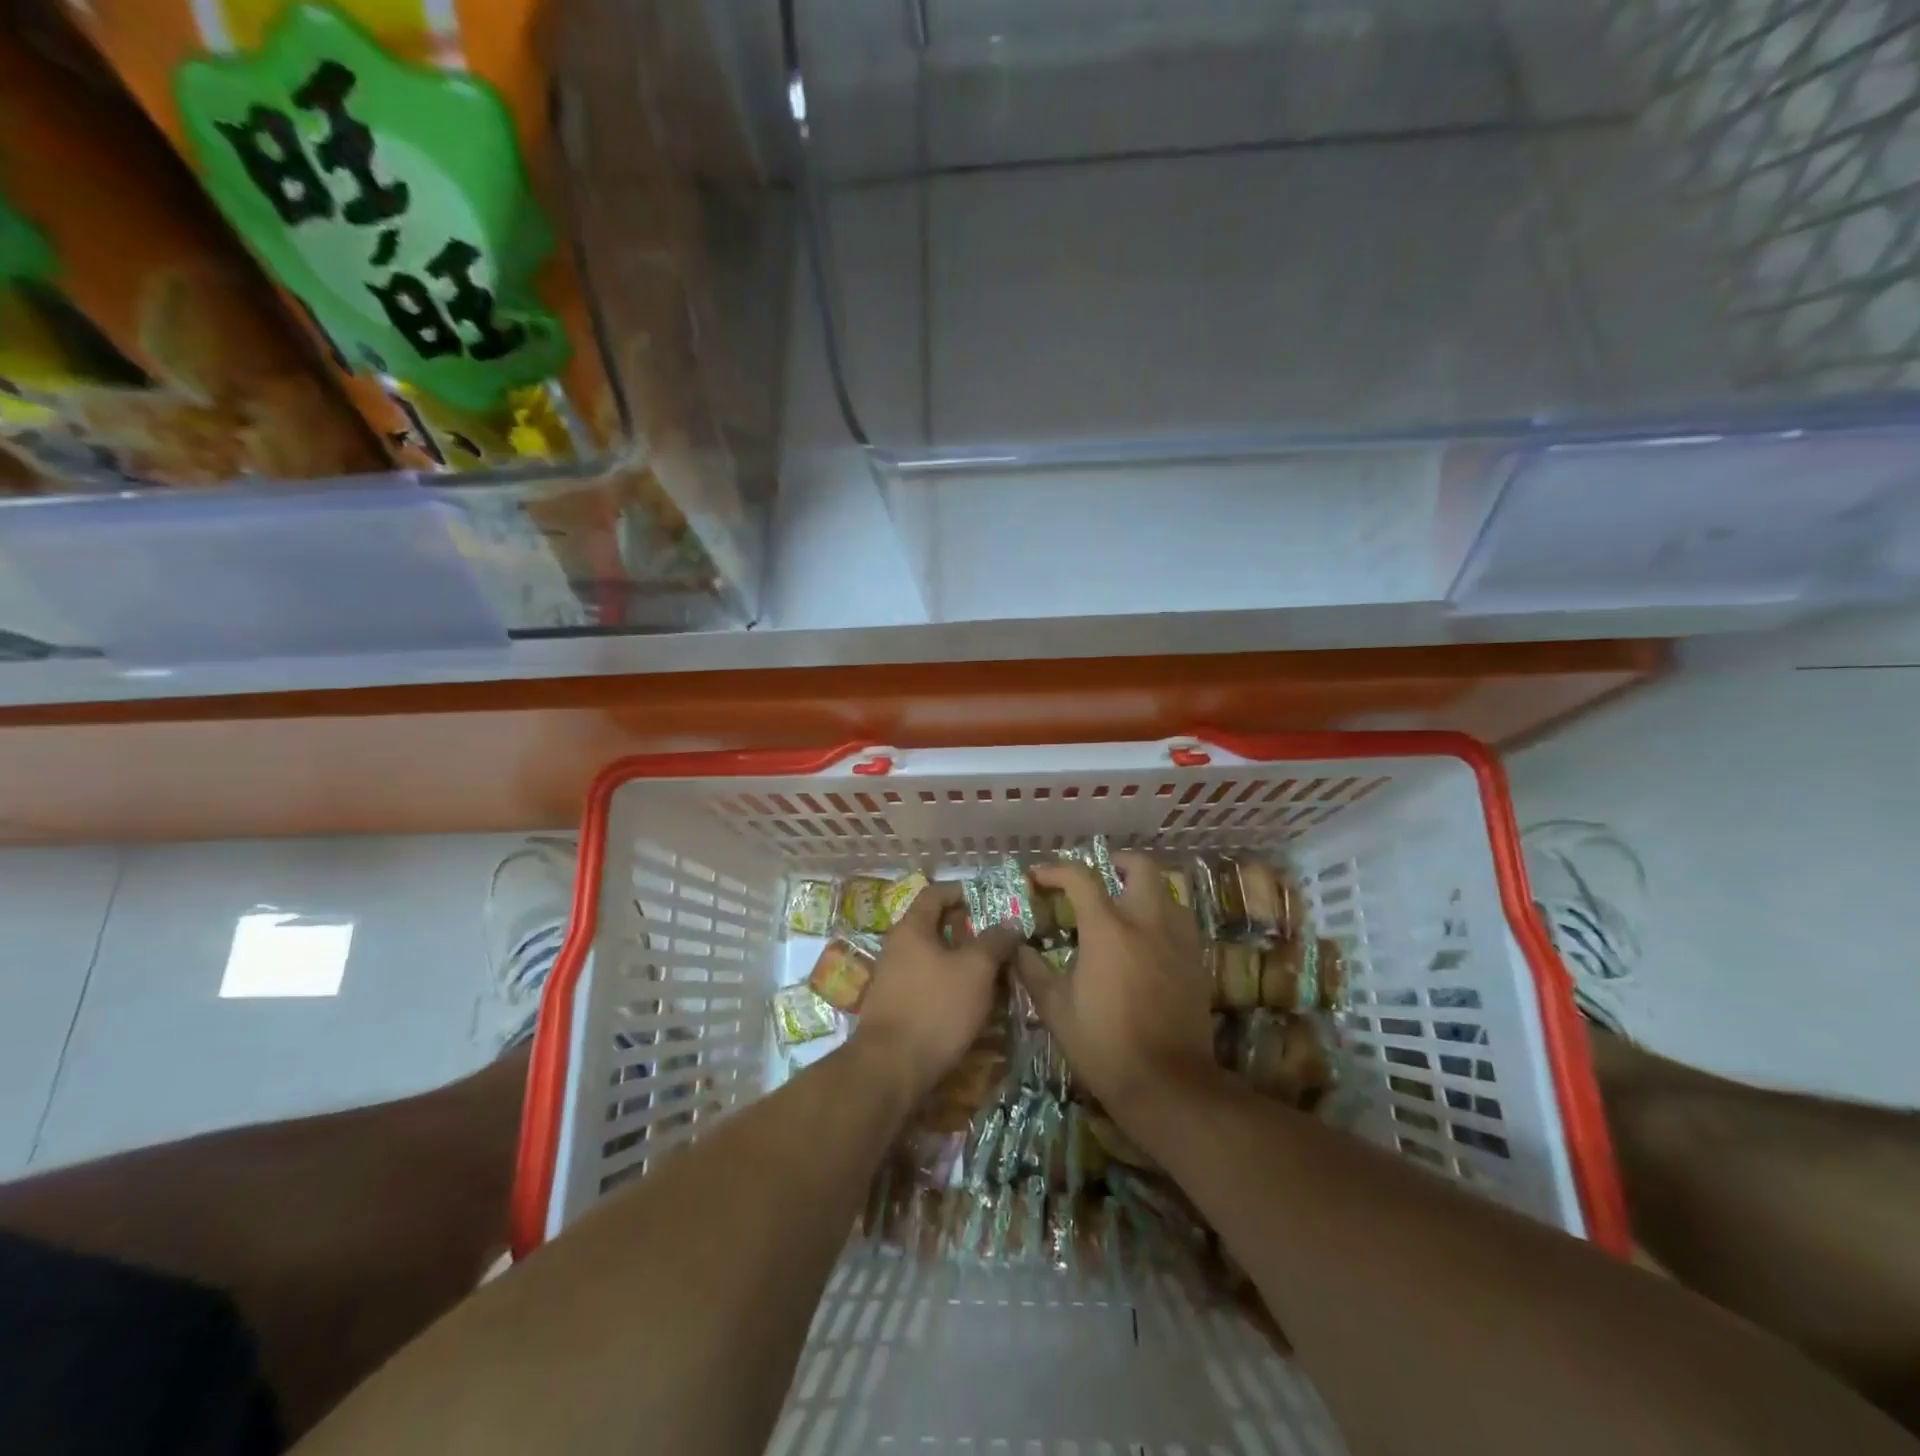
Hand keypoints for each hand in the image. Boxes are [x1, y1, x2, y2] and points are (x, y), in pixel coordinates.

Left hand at [855, 880, 1021, 1100]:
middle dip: (970, 931)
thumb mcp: (975, 969)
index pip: (935, 893)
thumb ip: (995, 941)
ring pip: (935, 958)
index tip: (990, 901)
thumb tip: (1010, 923)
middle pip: (936, 926)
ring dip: (964, 962)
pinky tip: (974, 1002)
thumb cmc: (936, 1007)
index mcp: (912, 928)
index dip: (963, 892)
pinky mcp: (898, 1007)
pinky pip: (929, 984)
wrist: (892, 1068)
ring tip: (996, 973)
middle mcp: (898, 947)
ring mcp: (894, 978)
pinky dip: (952, 985)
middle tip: (1000, 940)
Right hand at [1016, 851, 1218, 1116]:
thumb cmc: (1103, 1045)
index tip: (1038, 877)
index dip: (1056, 870)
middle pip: (1141, 867)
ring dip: (1144, 889)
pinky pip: (1182, 921)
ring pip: (1168, 890)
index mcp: (1108, 929)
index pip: (1081, 878)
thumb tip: (1017, 947)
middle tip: (1098, 876)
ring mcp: (1178, 941)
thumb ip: (1032, 970)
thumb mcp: (1055, 1009)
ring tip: (1124, 906)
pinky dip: (1163, 916)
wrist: (1167, 1085)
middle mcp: (1147, 923)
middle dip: (1117, 862)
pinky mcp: (1197, 962)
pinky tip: (1148, 940)